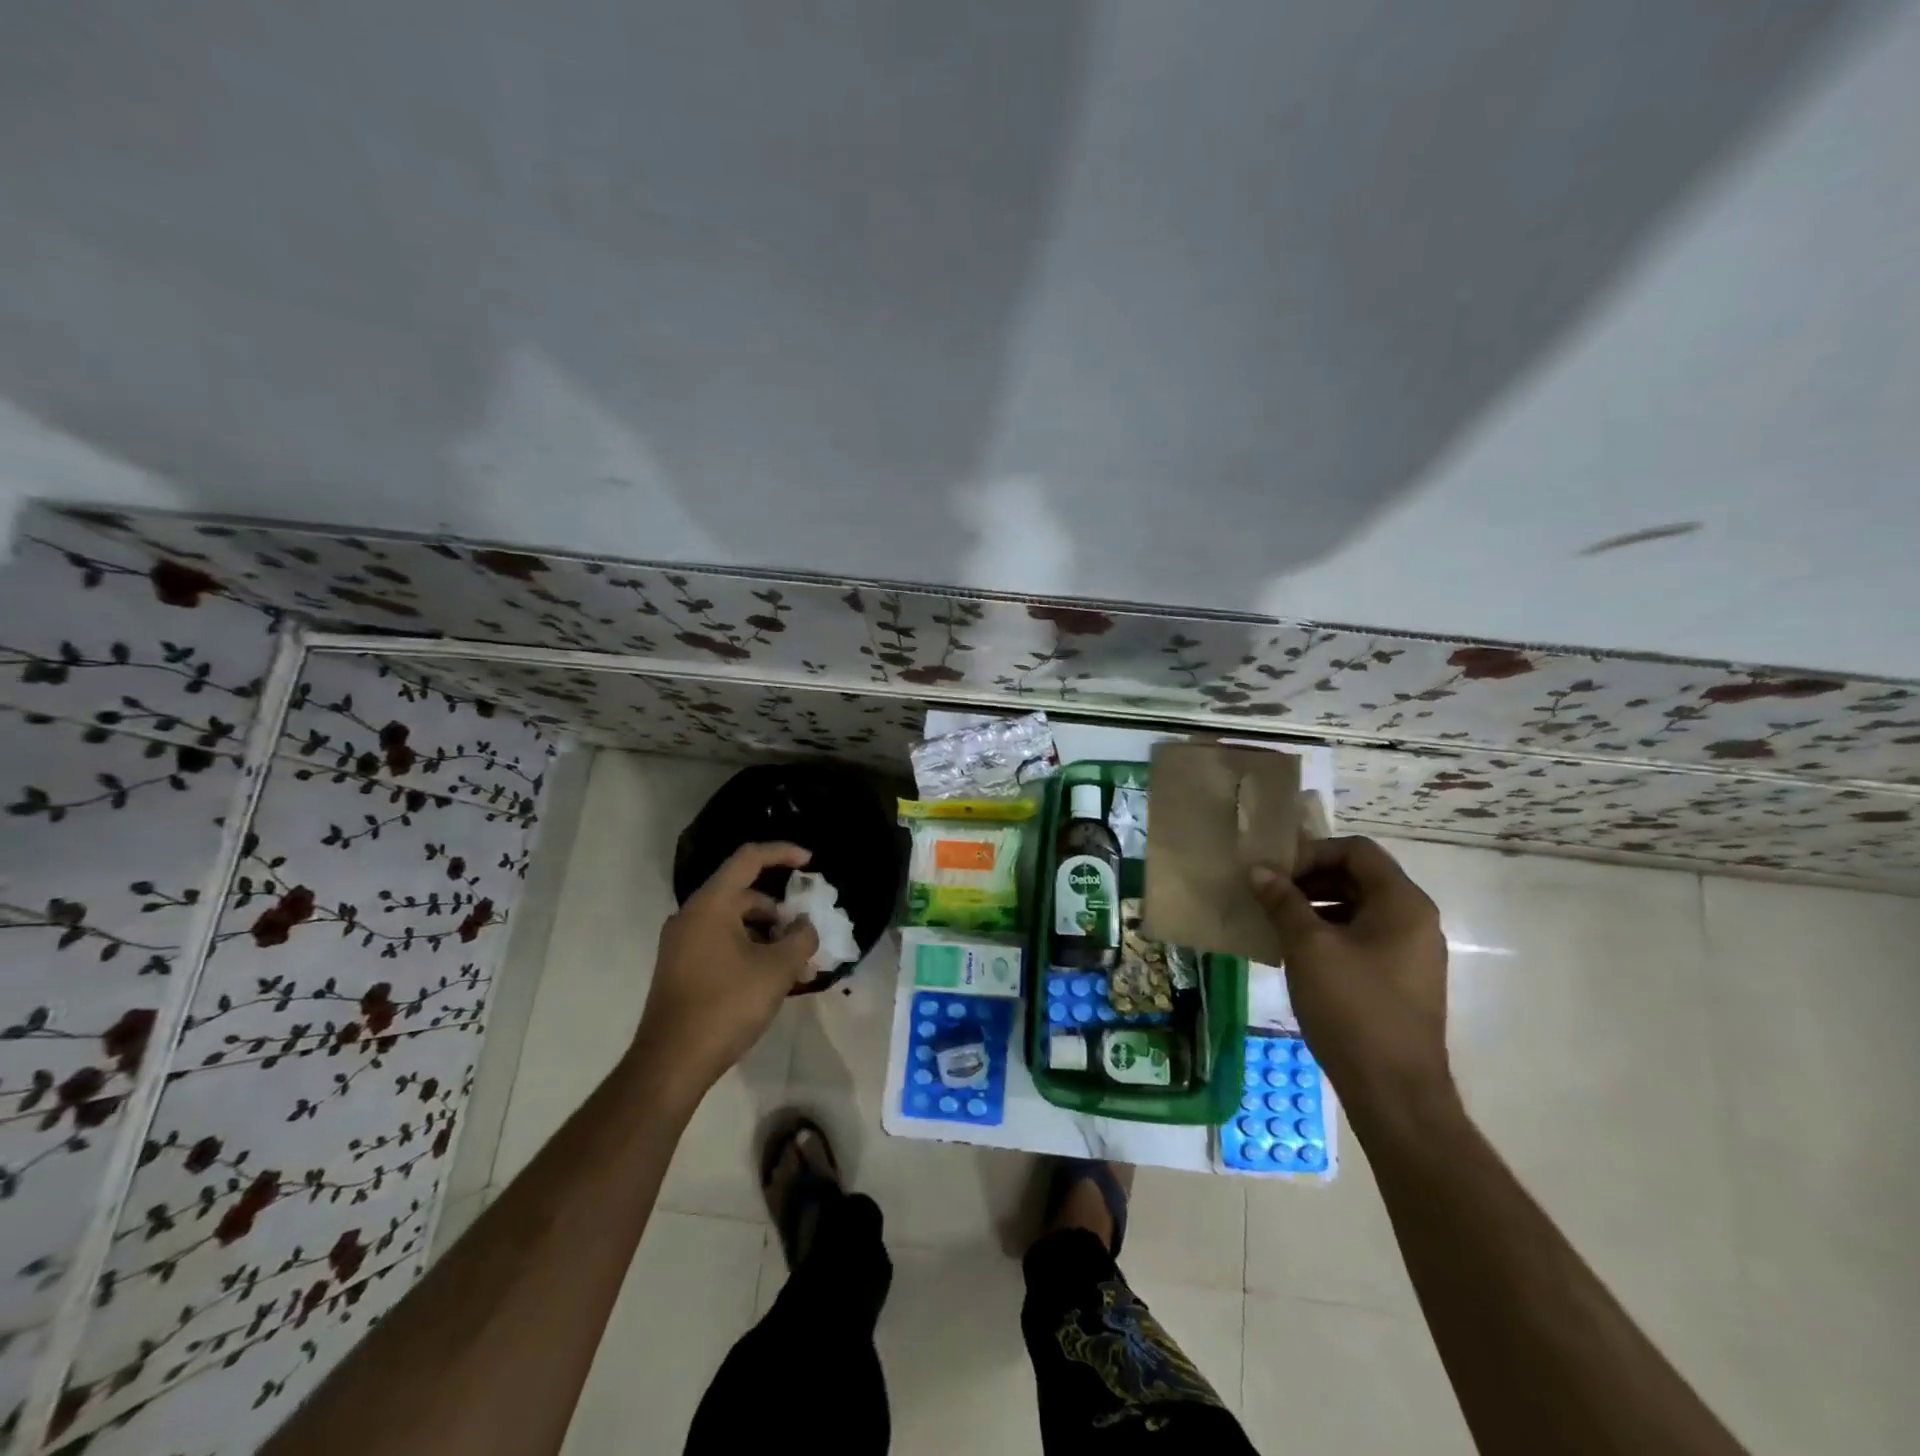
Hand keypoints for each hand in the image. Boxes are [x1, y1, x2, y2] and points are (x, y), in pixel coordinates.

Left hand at [632, 843, 819, 1099]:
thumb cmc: (726, 1006)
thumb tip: (805, 926)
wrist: (671, 1063)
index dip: (782, 853)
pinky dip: (748, 948)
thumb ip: (801, 938)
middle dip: (780, 908)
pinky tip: (769, 977)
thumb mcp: (777, 970)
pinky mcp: (681, 967)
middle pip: (743, 893)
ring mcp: (682, 942)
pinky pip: (721, 942)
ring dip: (767, 933)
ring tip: (794, 961)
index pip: (749, 858)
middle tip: (806, 931)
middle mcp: (691, 915)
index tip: (811, 862)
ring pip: (734, 921)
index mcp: (711, 904)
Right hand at [1249, 836, 1452, 1113]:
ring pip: (1357, 908)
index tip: (1276, 873)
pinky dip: (1328, 933)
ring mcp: (1410, 952)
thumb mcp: (1308, 947)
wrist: (1394, 1091)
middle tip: (1268, 894)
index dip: (1312, 853)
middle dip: (1310, 880)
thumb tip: (1259, 870)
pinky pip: (1362, 937)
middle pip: (1358, 877)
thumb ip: (1283, 901)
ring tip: (1275, 922)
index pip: (1356, 851)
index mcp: (1402, 903)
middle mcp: (1414, 920)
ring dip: (1314, 907)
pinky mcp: (1400, 979)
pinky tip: (1295, 952)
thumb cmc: (1352, 1007)